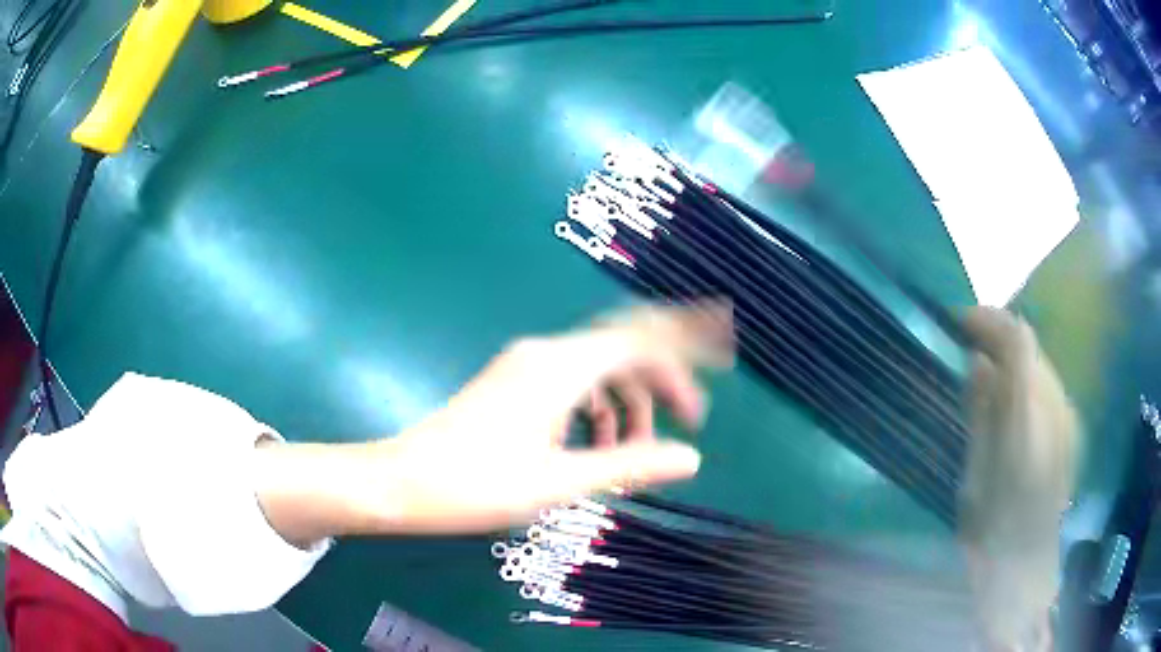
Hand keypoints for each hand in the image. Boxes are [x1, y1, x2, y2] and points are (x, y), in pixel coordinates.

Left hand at [359, 301, 734, 533]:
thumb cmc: (477, 485)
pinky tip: (598, 443)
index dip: (684, 352)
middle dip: (662, 377)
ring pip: (598, 368)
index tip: (715, 377)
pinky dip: (598, 407)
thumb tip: (691, 457)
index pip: (639, 340)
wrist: (403, 482)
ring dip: (627, 401)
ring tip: (636, 449)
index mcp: (559, 368)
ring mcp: (526, 366)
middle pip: (622, 348)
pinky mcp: (515, 383)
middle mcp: (545, 353)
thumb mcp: (561, 482)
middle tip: (690, 416)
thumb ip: (630, 465)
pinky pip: (574, 382)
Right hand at [958, 308, 1080, 651]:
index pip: (1018, 341)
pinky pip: (1047, 383)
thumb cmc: (992, 537)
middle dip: (998, 333)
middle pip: (1031, 345)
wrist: (1027, 572)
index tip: (959, 321)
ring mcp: (1068, 417)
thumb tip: (978, 363)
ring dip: (1012, 354)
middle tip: (966, 342)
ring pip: (1040, 361)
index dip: (989, 320)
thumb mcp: (974, 480)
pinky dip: (1026, 375)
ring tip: (984, 365)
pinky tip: (1009, 395)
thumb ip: (982, 415)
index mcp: (1030, 423)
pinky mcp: (1071, 427)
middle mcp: (1056, 409)